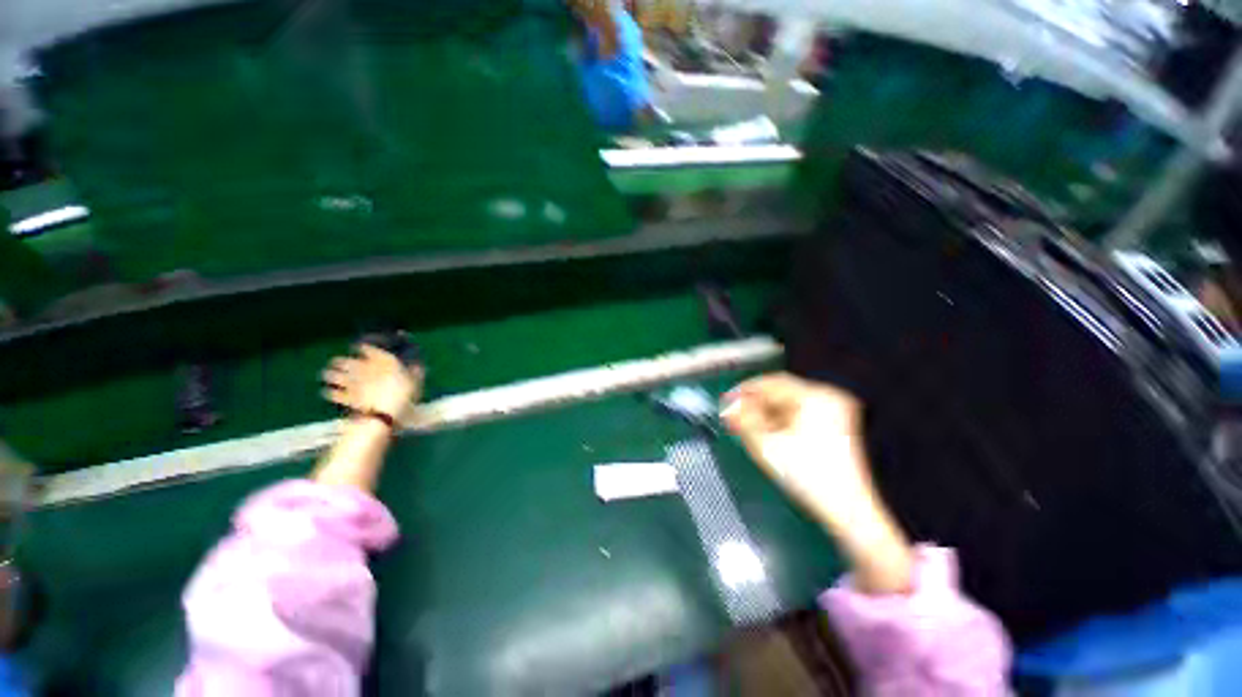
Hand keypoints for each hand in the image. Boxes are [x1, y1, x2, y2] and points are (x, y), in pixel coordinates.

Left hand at [322, 345, 423, 421]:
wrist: (388, 413)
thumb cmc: (406, 394)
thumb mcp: (416, 379)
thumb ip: (414, 370)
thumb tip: (417, 363)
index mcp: (378, 362)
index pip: (366, 348)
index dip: (363, 348)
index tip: (361, 347)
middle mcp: (362, 369)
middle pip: (344, 361)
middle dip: (340, 362)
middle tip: (339, 362)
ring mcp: (352, 384)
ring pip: (333, 375)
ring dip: (331, 375)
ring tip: (329, 375)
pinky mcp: (346, 398)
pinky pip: (333, 393)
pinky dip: (331, 392)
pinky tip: (329, 392)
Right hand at [721, 373, 870, 525]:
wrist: (848, 511)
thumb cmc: (810, 478)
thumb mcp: (767, 446)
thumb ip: (743, 420)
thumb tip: (728, 405)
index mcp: (815, 397)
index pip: (771, 382)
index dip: (745, 390)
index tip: (727, 401)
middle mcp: (828, 398)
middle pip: (780, 392)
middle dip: (755, 404)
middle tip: (734, 417)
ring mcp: (835, 411)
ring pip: (788, 403)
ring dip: (766, 413)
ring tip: (748, 428)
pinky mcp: (836, 424)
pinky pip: (799, 413)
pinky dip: (781, 420)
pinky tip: (768, 433)